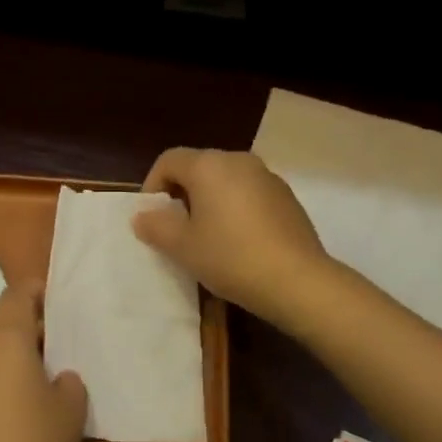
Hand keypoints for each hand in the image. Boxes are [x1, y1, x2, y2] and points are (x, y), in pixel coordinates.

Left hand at [0, 281, 87, 441]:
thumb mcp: (70, 412)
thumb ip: (69, 382)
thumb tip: (57, 377)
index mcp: (4, 335)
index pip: (19, 292)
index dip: (40, 291)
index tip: (60, 303)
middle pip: (0, 318)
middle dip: (26, 324)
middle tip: (56, 345)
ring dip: (7, 351)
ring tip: (35, 376)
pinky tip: (10, 405)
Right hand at [132, 148, 332, 326]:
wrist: (298, 281)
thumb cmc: (231, 257)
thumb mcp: (182, 246)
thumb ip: (156, 226)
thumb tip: (143, 216)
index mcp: (209, 165)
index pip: (169, 160)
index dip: (152, 186)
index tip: (152, 218)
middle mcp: (239, 160)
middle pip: (198, 167)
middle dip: (181, 194)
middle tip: (176, 229)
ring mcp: (267, 177)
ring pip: (225, 181)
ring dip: (209, 202)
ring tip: (207, 237)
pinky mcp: (287, 197)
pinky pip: (248, 194)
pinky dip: (235, 209)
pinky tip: (238, 242)